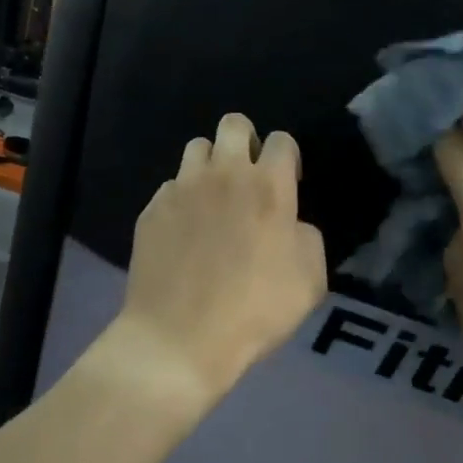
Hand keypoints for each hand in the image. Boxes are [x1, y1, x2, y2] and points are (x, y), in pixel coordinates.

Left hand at [113, 113, 327, 407]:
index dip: (288, 158)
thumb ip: (306, 236)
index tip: (288, 184)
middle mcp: (223, 175)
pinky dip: (182, 199)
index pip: (281, 140)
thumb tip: (291, 223)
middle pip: (233, 124)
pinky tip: (185, 232)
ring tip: (214, 200)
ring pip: (197, 148)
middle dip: (246, 142)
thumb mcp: (310, 280)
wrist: (179, 339)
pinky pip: (170, 187)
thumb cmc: (255, 311)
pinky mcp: (152, 210)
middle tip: (249, 179)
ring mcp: (181, 189)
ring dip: (211, 166)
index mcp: (267, 186)